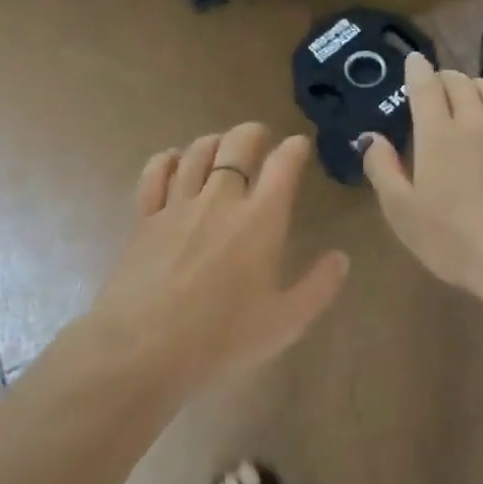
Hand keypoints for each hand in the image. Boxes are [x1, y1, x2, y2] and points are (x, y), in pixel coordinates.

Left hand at [84, 123, 348, 395]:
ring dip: (213, 142)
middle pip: (237, 145)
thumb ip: (318, 287)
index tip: (299, 146)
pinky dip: (166, 159)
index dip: (295, 149)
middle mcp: (220, 200)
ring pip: (196, 153)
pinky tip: (172, 159)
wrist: (141, 350)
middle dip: (253, 134)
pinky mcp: (144, 219)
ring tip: (221, 147)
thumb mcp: (285, 323)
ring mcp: (177, 206)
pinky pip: (154, 174)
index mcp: (261, 220)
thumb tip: (341, 257)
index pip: (283, 165)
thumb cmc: (221, 339)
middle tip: (261, 140)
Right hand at [360, 53, 482, 303]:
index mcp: (437, 135)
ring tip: (468, 96)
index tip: (413, 61)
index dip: (417, 69)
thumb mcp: (402, 213)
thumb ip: (382, 170)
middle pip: (459, 82)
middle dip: (444, 77)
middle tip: (436, 87)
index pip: (425, 86)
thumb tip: (371, 137)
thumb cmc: (453, 241)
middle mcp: (475, 122)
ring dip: (475, 85)